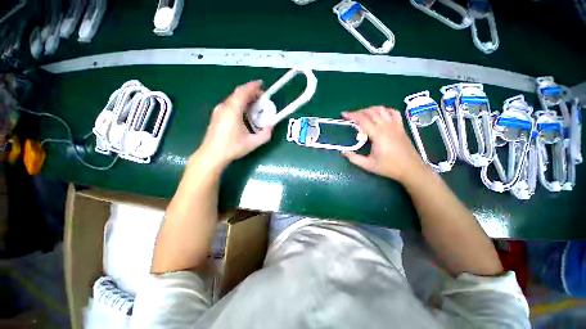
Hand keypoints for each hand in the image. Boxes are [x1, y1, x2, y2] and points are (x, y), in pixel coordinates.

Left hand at [196, 81, 272, 168]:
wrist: (212, 155)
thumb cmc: (232, 148)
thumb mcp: (253, 143)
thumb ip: (266, 134)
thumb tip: (272, 125)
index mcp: (233, 111)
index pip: (243, 92)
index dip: (253, 86)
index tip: (262, 84)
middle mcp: (224, 107)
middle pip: (238, 93)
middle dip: (251, 92)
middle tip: (262, 97)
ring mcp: (219, 110)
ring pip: (233, 98)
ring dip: (245, 98)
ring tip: (255, 104)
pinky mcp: (216, 115)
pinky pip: (229, 104)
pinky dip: (239, 103)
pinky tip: (244, 112)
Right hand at [342, 106, 427, 183]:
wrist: (411, 169)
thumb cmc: (389, 167)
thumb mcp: (368, 165)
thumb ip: (354, 158)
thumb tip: (343, 152)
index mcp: (378, 135)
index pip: (362, 120)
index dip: (352, 115)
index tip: (344, 114)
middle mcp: (386, 126)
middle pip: (371, 112)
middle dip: (359, 111)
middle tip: (351, 116)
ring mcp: (395, 125)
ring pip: (382, 110)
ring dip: (370, 109)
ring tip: (363, 114)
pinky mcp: (401, 127)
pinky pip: (394, 112)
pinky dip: (385, 110)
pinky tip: (380, 114)